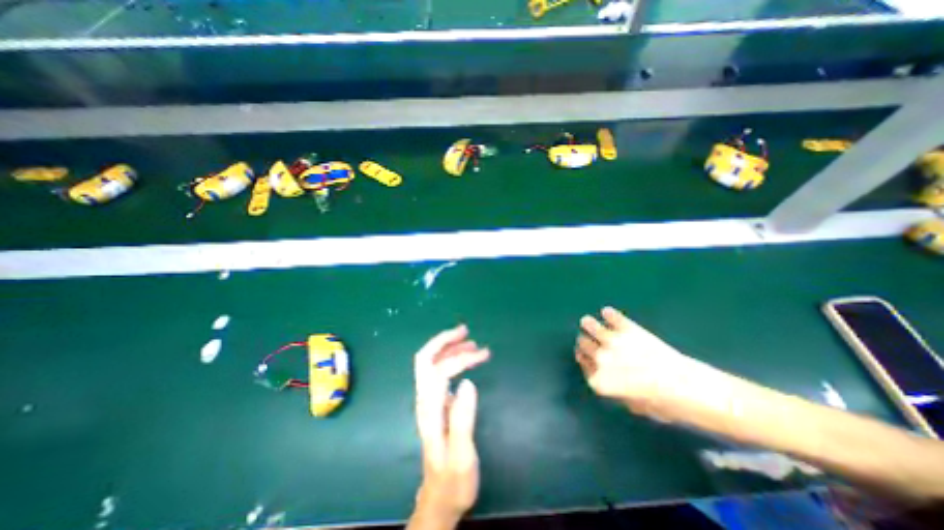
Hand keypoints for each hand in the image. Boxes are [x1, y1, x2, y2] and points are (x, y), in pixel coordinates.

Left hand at [411, 326, 490, 528]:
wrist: (440, 498)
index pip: (440, 370)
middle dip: (443, 340)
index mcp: (429, 409)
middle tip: (465, 330)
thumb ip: (462, 419)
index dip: (460, 358)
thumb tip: (467, 383)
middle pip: (425, 358)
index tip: (482, 354)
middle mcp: (424, 398)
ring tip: (472, 341)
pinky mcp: (435, 402)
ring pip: (432, 363)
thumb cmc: (453, 479)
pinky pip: (439, 371)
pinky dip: (451, 358)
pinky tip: (466, 359)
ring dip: (449, 348)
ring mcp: (428, 399)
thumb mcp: (461, 455)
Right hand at [575, 307, 723, 422]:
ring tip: (588, 322)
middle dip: (586, 342)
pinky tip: (608, 313)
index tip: (587, 356)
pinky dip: (609, 314)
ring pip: (589, 325)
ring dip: (588, 324)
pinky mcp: (626, 328)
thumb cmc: (662, 403)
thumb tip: (605, 377)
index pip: (582, 363)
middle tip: (592, 341)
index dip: (584, 359)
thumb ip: (613, 389)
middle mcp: (599, 358)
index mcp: (598, 380)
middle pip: (583, 343)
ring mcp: (612, 341)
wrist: (687, 387)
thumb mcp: (633, 405)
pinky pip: (612, 316)